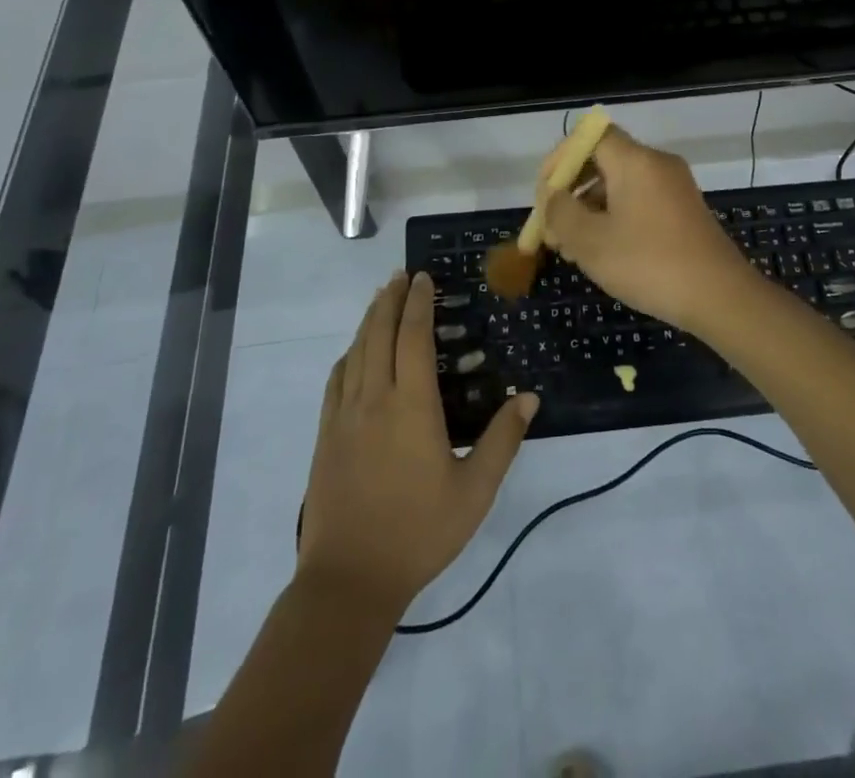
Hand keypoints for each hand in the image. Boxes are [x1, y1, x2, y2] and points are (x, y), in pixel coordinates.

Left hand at [299, 271, 537, 614]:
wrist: (349, 578)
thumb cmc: (419, 532)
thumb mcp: (474, 491)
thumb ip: (502, 441)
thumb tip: (528, 398)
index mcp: (411, 405)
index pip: (413, 337)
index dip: (419, 303)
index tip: (424, 278)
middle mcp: (374, 398)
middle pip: (379, 333)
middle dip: (391, 300)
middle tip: (401, 276)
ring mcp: (344, 416)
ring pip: (355, 351)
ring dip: (369, 320)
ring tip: (381, 299)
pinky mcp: (325, 435)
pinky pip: (336, 380)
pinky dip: (348, 355)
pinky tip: (354, 353)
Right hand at [539, 124, 763, 334]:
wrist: (720, 296)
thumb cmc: (649, 264)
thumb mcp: (590, 242)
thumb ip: (561, 213)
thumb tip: (553, 197)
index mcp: (635, 161)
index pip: (589, 135)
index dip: (561, 158)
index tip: (545, 193)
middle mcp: (657, 164)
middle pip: (604, 160)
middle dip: (572, 190)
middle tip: (552, 227)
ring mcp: (675, 187)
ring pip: (620, 184)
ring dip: (590, 208)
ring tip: (571, 248)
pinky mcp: (684, 211)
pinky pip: (640, 201)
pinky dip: (615, 217)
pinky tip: (603, 252)